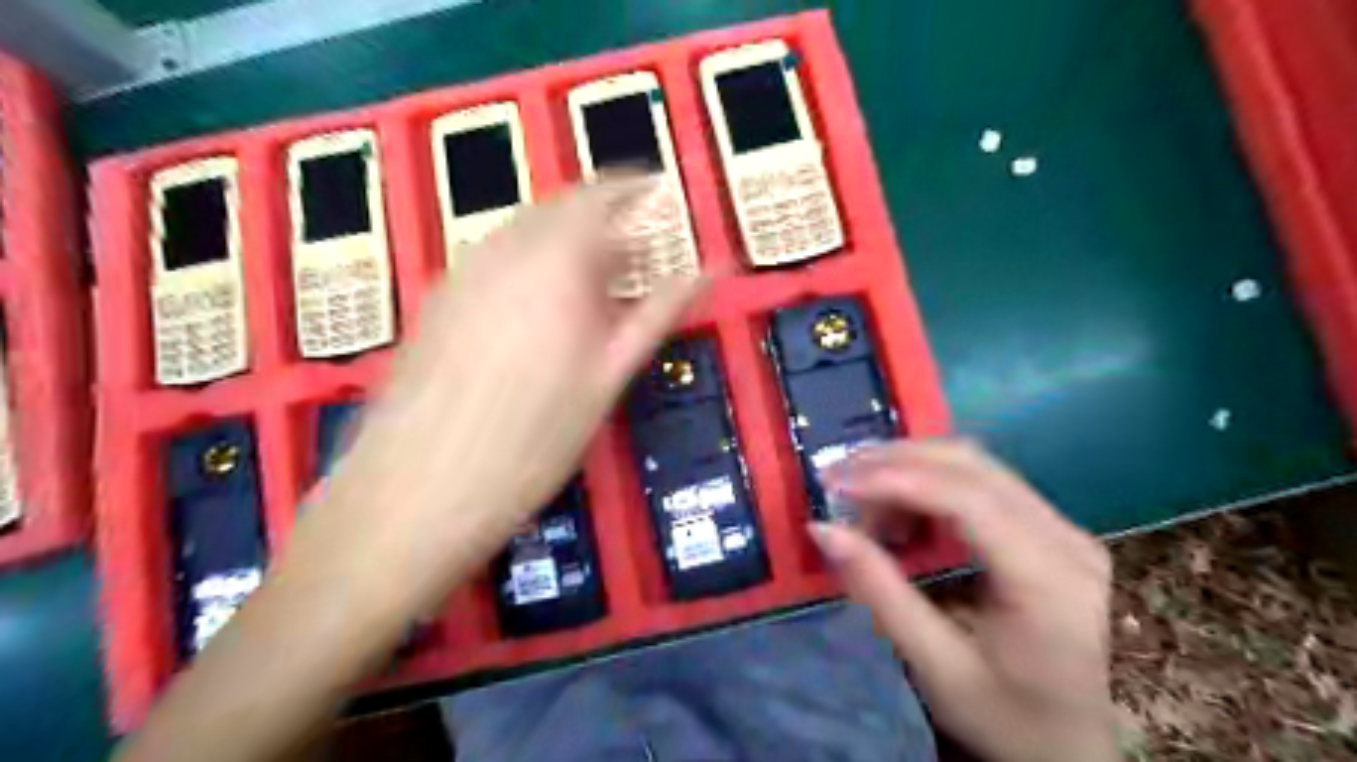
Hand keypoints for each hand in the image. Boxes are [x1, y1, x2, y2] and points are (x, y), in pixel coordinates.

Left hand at [313, 182, 705, 614]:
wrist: (419, 490)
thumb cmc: (534, 440)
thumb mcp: (608, 376)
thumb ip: (658, 312)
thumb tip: (711, 269)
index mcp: (554, 260)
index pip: (599, 196)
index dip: (632, 188)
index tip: (659, 190)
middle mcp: (502, 250)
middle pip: (559, 210)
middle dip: (602, 221)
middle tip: (637, 256)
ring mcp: (461, 272)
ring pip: (524, 234)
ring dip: (565, 243)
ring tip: (597, 286)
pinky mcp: (437, 300)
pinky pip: (494, 260)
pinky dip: (530, 264)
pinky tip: (542, 310)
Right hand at [815, 439, 1111, 761]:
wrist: (1073, 749)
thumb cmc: (1006, 719)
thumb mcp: (935, 665)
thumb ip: (879, 590)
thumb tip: (822, 528)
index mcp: (1047, 579)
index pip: (966, 499)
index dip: (895, 479)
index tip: (835, 481)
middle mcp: (1066, 538)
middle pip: (972, 466)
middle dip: (896, 461)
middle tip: (838, 476)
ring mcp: (1064, 528)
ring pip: (976, 464)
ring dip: (911, 466)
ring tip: (862, 494)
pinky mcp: (1051, 529)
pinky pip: (984, 482)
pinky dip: (931, 482)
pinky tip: (900, 505)